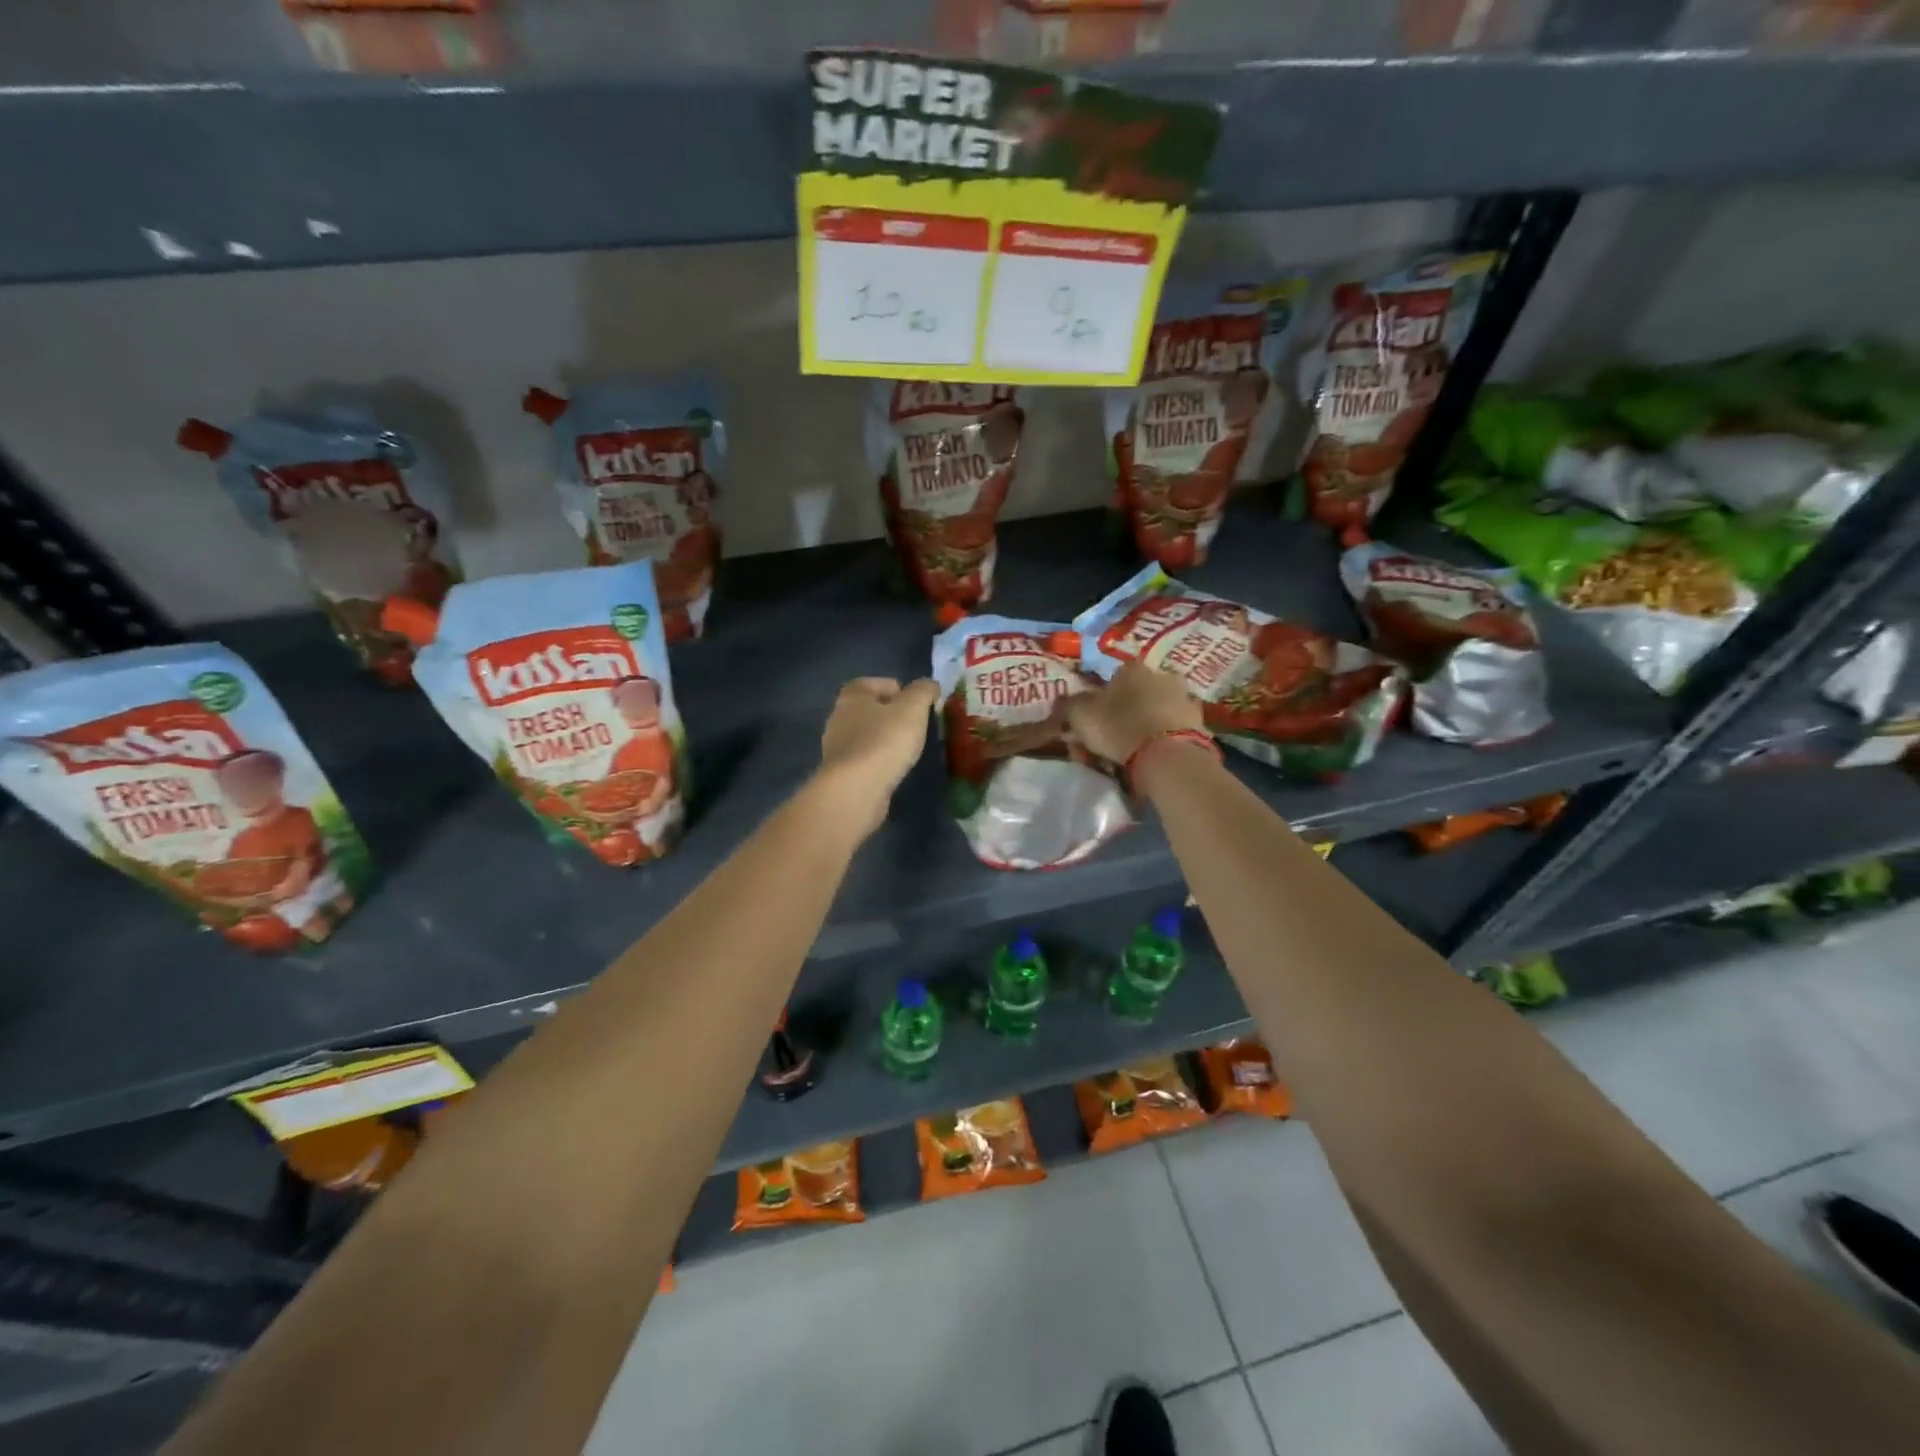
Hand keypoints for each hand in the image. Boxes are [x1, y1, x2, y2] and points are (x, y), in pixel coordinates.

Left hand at [817, 676, 937, 834]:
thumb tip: (930, 685)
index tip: (918, 708)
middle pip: (871, 709)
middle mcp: (839, 716)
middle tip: (915, 729)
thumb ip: (923, 691)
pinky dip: (878, 760)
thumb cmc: (884, 741)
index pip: (879, 683)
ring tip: (906, 751)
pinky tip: (891, 770)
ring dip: (884, 739)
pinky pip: (864, 758)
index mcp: (853, 695)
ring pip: (866, 734)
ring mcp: (836, 746)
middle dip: (893, 716)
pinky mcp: (840, 772)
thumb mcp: (913, 709)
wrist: (856, 789)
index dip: (902, 691)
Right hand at [1065, 661, 1203, 765]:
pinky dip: (1163, 738)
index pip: (1112, 677)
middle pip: (1137, 693)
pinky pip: (1172, 728)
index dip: (1100, 700)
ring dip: (1144, 725)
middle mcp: (1161, 674)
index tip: (1094, 721)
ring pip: (1156, 710)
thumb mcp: (1080, 716)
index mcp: (1132, 668)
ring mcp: (1184, 697)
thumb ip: (1069, 706)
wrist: (1168, 755)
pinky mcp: (1200, 722)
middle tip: (1111, 739)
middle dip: (1124, 712)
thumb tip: (1062, 703)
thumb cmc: (1118, 727)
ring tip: (1132, 752)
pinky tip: (1154, 756)